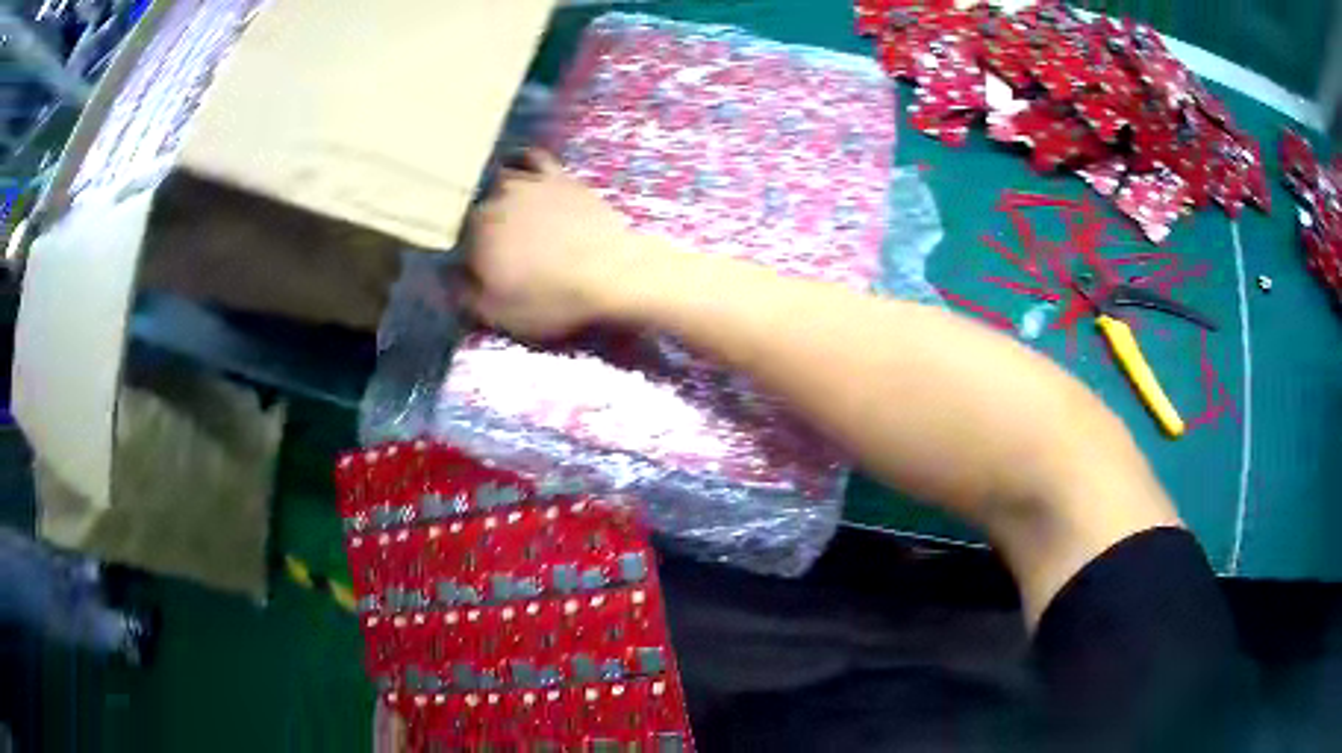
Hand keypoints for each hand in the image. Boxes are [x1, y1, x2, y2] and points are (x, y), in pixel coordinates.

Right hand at [463, 150, 636, 339]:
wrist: (614, 276)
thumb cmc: (551, 300)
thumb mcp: (496, 314)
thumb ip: (460, 293)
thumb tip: (440, 275)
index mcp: (473, 230)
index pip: (446, 230)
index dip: (447, 244)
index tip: (451, 257)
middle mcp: (494, 197)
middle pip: (468, 199)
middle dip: (464, 214)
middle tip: (473, 235)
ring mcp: (527, 180)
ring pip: (495, 174)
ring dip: (486, 185)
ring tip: (487, 199)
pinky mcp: (559, 175)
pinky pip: (532, 156)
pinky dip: (519, 158)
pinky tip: (516, 163)